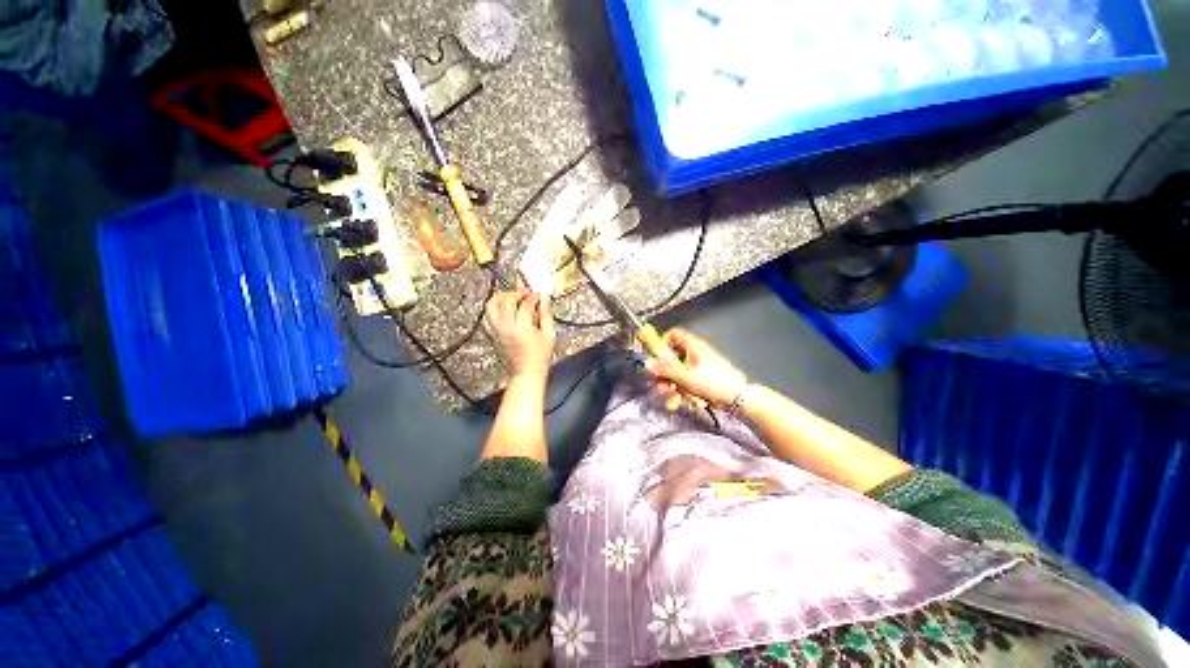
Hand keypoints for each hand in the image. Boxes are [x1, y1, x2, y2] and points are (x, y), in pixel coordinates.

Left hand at [485, 289, 556, 379]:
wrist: (526, 372)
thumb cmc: (539, 357)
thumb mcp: (549, 335)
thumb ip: (546, 315)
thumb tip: (544, 300)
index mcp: (522, 328)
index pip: (526, 304)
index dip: (533, 296)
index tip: (539, 295)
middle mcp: (506, 327)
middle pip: (507, 300)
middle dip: (518, 294)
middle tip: (527, 294)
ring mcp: (497, 330)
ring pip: (492, 304)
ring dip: (502, 297)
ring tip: (513, 297)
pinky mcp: (493, 333)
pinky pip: (490, 313)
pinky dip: (498, 306)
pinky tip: (508, 308)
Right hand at [644, 329, 747, 406]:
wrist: (739, 399)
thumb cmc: (712, 382)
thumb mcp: (685, 376)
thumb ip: (665, 369)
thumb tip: (647, 363)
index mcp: (692, 345)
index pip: (672, 335)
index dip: (661, 343)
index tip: (653, 356)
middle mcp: (694, 353)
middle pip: (671, 357)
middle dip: (663, 373)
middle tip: (658, 384)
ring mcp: (699, 367)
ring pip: (677, 373)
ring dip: (670, 386)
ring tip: (669, 399)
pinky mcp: (702, 380)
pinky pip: (686, 383)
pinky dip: (681, 392)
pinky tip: (678, 403)